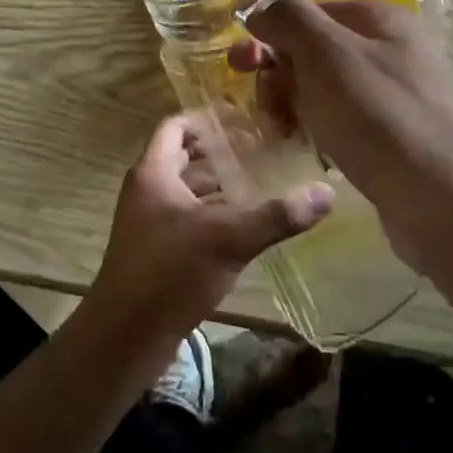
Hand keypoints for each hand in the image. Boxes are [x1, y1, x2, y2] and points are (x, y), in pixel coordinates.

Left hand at [87, 113, 333, 340]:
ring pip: (187, 189)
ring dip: (219, 184)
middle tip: (263, 150)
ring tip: (261, 182)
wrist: (126, 333)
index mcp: (154, 173)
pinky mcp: (156, 249)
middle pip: (184, 156)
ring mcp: (149, 221)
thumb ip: (276, 216)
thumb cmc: (169, 272)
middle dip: (221, 152)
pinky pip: (187, 216)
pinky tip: (244, 224)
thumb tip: (326, 192)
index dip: (207, 118)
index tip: (244, 119)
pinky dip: (213, 212)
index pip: (175, 126)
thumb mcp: (227, 239)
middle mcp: (147, 190)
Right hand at [229, 0, 452, 275]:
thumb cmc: (378, 117)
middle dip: (281, 76)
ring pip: (325, 88)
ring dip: (295, 106)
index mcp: (378, 18)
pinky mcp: (396, 134)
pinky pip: (343, 120)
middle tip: (269, 109)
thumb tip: (259, 7)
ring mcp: (396, 93)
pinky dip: (320, 130)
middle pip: (314, 50)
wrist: (443, 199)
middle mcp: (391, 48)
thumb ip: (288, 18)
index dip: (270, 34)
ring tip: (287, 135)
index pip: (307, 11)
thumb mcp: (326, 53)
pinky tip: (312, 151)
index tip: (243, 66)